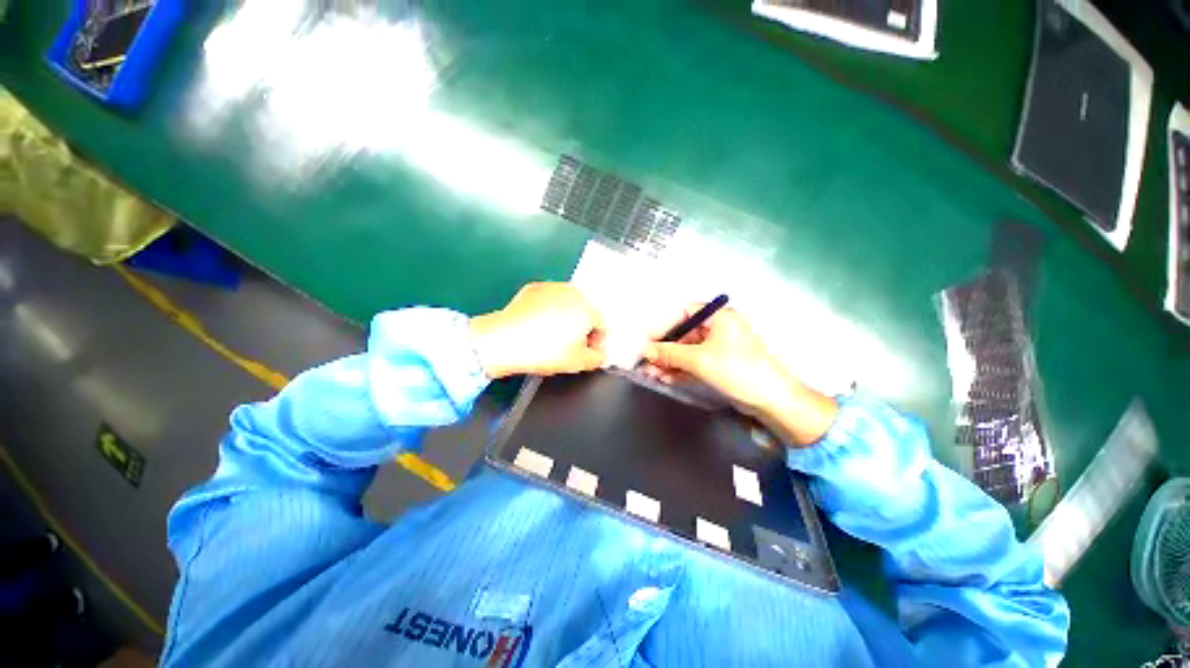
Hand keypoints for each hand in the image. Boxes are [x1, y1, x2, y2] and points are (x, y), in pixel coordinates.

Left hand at [469, 282, 605, 378]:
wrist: (503, 340)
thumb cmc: (542, 350)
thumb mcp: (578, 363)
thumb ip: (598, 358)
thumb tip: (599, 354)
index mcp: (587, 308)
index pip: (602, 326)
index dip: (597, 343)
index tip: (588, 353)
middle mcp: (573, 292)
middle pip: (586, 313)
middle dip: (582, 330)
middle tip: (570, 346)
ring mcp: (552, 287)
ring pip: (568, 305)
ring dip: (566, 319)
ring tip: (552, 337)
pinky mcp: (535, 288)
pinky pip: (550, 301)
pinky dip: (549, 311)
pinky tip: (539, 327)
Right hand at [641, 306, 837, 445]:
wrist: (771, 400)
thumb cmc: (737, 370)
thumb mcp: (699, 360)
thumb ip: (669, 354)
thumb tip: (645, 351)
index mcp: (718, 317)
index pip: (683, 314)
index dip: (663, 327)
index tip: (647, 341)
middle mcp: (718, 328)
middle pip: (683, 334)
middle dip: (664, 350)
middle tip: (646, 362)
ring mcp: (718, 347)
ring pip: (687, 351)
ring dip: (669, 362)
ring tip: (651, 374)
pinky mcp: (719, 364)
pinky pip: (694, 362)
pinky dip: (680, 369)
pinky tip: (665, 378)